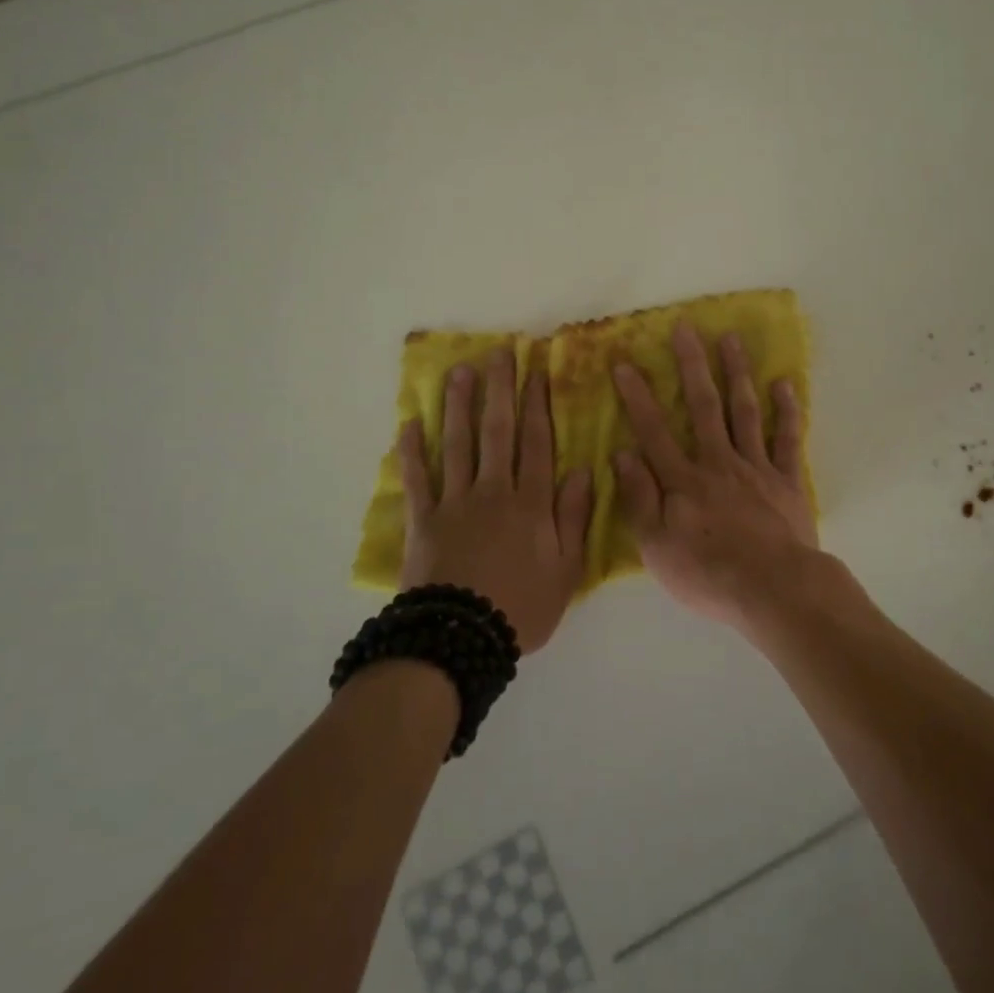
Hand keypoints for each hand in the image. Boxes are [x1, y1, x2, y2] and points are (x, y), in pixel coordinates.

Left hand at [397, 345, 592, 653]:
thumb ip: (574, 516)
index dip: (538, 404)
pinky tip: (410, 424)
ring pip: (458, 444)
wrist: (461, 640)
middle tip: (499, 352)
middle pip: (497, 431)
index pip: (537, 442)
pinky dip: (412, 452)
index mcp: (530, 502)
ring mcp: (454, 502)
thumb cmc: (522, 607)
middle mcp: (493, 491)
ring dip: (459, 406)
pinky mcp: (423, 520)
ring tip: (460, 372)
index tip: (536, 370)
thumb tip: (583, 470)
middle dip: (500, 389)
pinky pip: (417, 479)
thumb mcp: (566, 569)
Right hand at [611, 321, 821, 628]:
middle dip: (692, 365)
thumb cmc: (708, 574)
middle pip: (703, 406)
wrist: (774, 591)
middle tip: (687, 328)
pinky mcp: (787, 481)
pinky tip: (785, 384)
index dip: (637, 396)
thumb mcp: (656, 547)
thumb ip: (639, 498)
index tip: (626, 363)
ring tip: (732, 339)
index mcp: (683, 480)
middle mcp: (718, 463)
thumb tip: (622, 453)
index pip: (654, 430)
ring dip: (737, 373)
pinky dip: (787, 411)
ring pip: (744, 411)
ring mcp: (756, 468)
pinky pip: (788, 439)